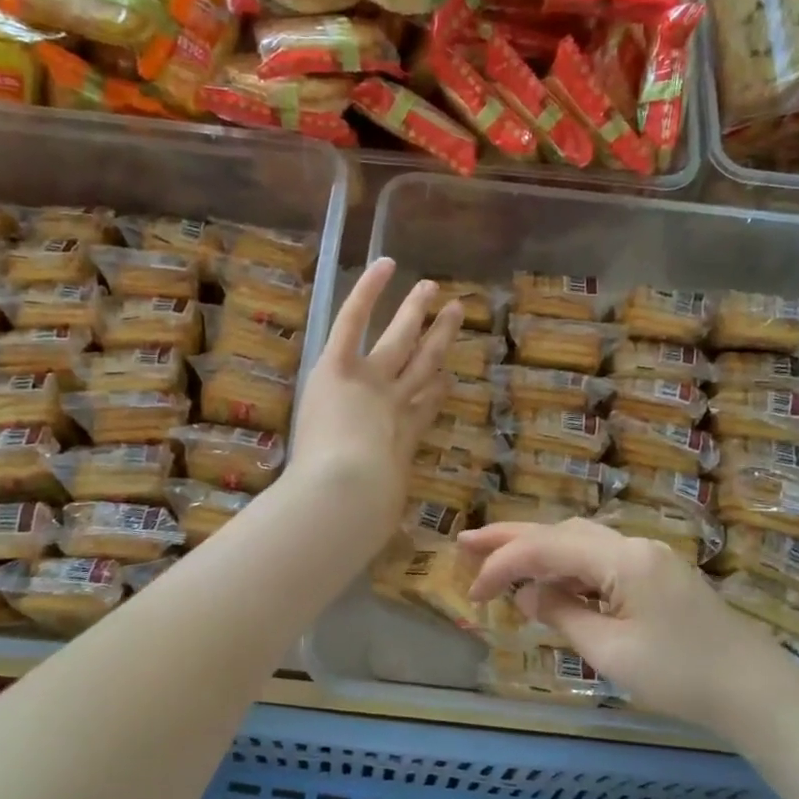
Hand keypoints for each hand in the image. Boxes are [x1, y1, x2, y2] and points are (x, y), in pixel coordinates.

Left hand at [288, 258, 462, 551]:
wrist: (346, 497)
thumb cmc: (362, 514)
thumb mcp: (378, 518)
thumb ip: (379, 513)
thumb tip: (378, 532)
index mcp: (403, 440)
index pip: (425, 406)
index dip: (437, 387)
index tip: (446, 374)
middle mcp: (396, 404)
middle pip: (423, 365)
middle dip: (439, 339)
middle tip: (455, 312)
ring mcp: (373, 382)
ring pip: (400, 339)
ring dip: (415, 312)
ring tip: (431, 288)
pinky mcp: (342, 367)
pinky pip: (355, 321)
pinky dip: (368, 291)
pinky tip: (384, 266)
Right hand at [460, 518, 798, 742]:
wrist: (756, 691)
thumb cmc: (681, 676)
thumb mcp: (611, 652)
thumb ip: (563, 615)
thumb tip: (530, 595)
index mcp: (622, 558)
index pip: (546, 549)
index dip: (503, 565)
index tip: (474, 593)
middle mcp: (633, 545)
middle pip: (560, 532)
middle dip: (511, 537)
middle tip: (465, 542)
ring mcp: (648, 557)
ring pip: (579, 541)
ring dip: (538, 549)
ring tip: (498, 559)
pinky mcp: (656, 575)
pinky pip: (600, 559)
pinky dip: (566, 566)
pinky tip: (550, 581)